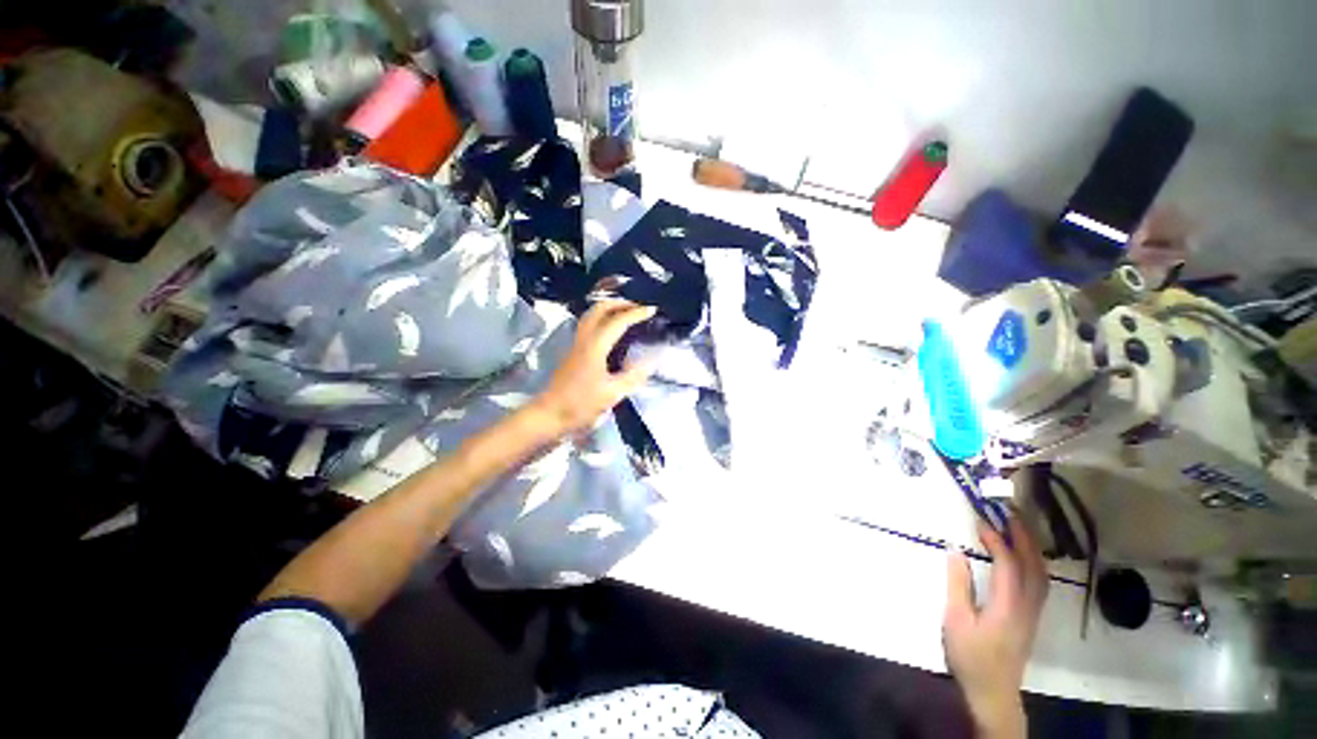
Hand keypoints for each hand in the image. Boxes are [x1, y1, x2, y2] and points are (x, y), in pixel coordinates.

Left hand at [531, 301, 656, 434]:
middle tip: (638, 306)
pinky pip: (589, 325)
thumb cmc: (581, 404)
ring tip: (626, 313)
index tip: (652, 310)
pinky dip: (602, 318)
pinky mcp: (573, 351)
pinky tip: (611, 329)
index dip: (636, 313)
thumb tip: (650, 361)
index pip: (618, 321)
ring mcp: (576, 344)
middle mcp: (584, 339)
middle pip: (600, 309)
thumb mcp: (612, 394)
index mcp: (595, 346)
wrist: (549, 414)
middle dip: (620, 303)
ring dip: (609, 308)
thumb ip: (633, 376)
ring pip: (591, 315)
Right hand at [944, 516, 1048, 738]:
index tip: (981, 521)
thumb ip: (958, 584)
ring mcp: (1033, 613)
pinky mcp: (1031, 618)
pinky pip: (1039, 583)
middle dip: (1024, 536)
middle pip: (1033, 565)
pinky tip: (1024, 558)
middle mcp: (1027, 606)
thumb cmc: (970, 656)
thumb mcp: (956, 620)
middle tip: (1009, 513)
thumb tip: (956, 551)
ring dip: (1032, 548)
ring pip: (1041, 574)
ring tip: (1018, 528)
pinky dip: (1033, 563)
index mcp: (1008, 605)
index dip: (997, 540)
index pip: (1008, 564)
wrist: (993, 692)